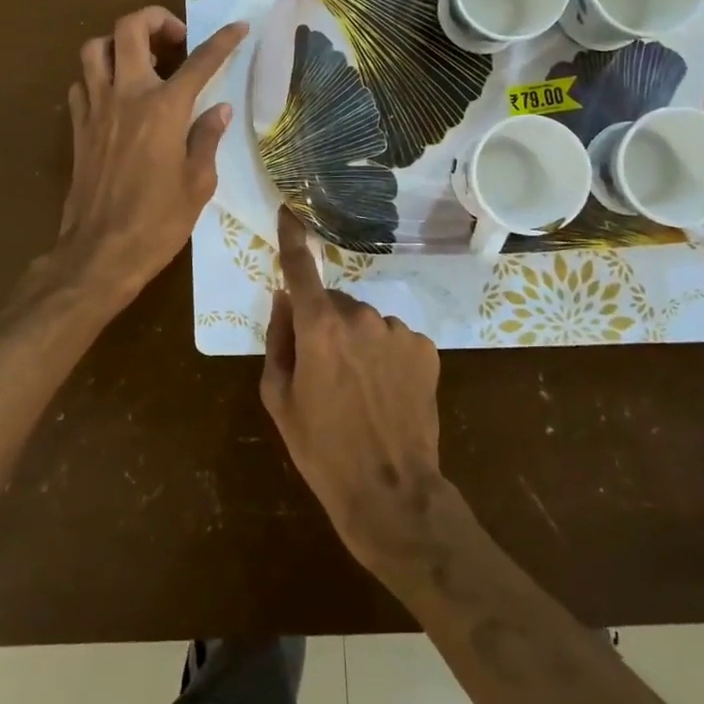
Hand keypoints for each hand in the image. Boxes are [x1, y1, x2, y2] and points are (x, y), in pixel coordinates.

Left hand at [54, 6, 248, 307]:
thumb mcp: (198, 183)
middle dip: (156, 19)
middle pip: (129, 28)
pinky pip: (82, 83)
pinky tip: (116, 96)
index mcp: (164, 109)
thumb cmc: (158, 222)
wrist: (100, 252)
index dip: (223, 41)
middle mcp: (126, 96)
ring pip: (94, 47)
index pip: (200, 61)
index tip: (238, 27)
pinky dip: (98, 77)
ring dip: (119, 43)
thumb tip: (219, 109)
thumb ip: (207, 138)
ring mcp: (96, 108)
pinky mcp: (78, 127)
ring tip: (141, 62)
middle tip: (175, 41)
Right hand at [260, 207, 448, 572]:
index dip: (291, 239)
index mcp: (319, 329)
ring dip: (357, 341)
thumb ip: (278, 340)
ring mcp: (397, 331)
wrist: (391, 492)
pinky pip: (393, 338)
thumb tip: (284, 300)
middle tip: (324, 371)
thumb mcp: (280, 399)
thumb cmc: (322, 449)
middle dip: (324, 323)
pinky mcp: (424, 348)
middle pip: (333, 303)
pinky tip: (387, 391)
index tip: (288, 212)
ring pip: (365, 322)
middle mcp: (360, 318)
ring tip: (359, 389)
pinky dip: (385, 354)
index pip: (300, 270)